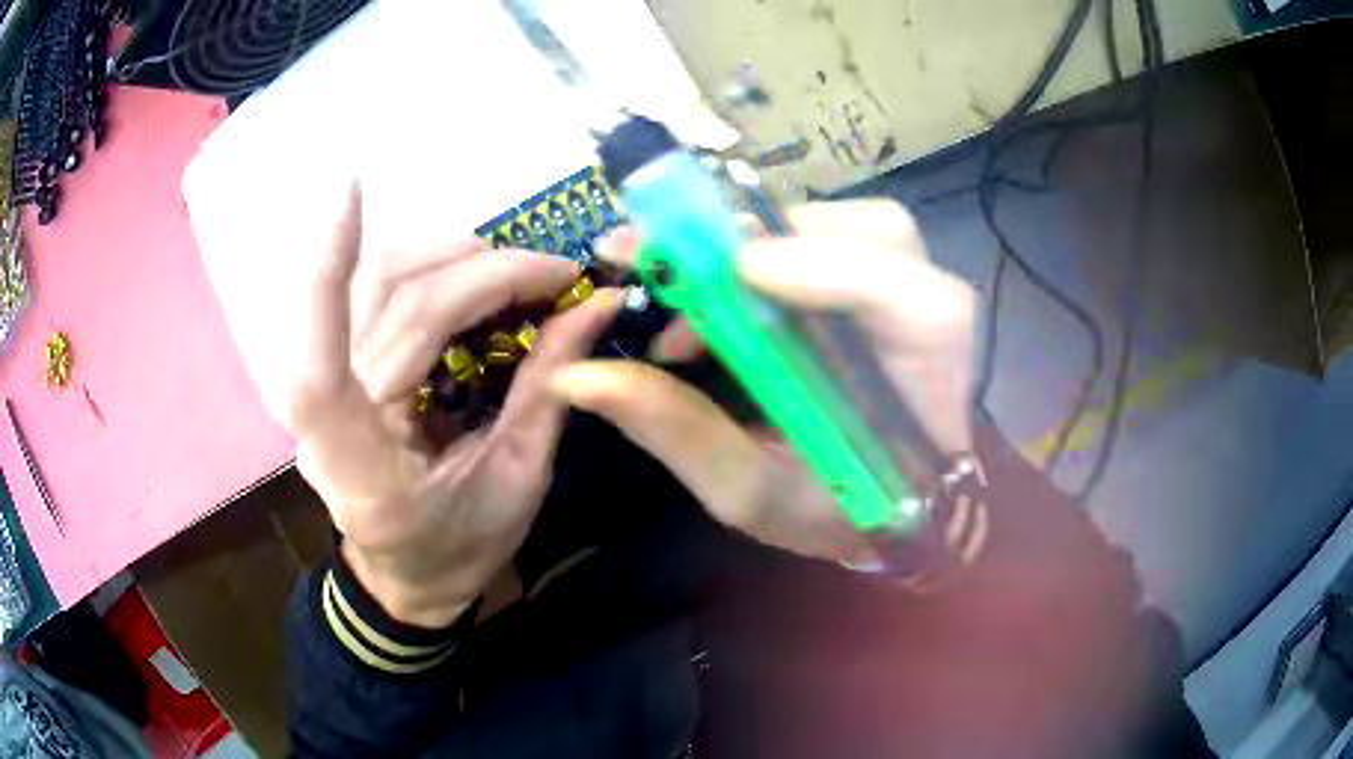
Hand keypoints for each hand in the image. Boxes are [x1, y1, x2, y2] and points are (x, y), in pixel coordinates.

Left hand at [288, 186, 622, 626]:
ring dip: (443, 254)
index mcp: (365, 472)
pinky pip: (370, 296)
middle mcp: (330, 423)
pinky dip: (418, 264)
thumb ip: (550, 392)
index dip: (324, 277)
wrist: (405, 578)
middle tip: (552, 276)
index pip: (319, 372)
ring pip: (371, 288)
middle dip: (479, 272)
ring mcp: (327, 393)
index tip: (349, 192)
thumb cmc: (459, 550)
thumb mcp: (518, 484)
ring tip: (509, 266)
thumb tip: (597, 305)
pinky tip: (460, 265)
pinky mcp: (337, 371)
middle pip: (390, 307)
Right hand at [551, 200, 977, 564]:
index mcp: (924, 388)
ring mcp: (916, 294)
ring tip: (697, 291)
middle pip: (878, 236)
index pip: (908, 301)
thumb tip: (577, 375)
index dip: (826, 266)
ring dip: (767, 241)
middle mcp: (933, 323)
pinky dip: (773, 250)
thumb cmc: (833, 514)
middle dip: (769, 238)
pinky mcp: (888, 284)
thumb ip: (676, 430)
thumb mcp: (750, 492)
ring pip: (856, 227)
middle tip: (673, 265)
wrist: (889, 512)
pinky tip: (727, 295)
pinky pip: (836, 240)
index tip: (729, 270)